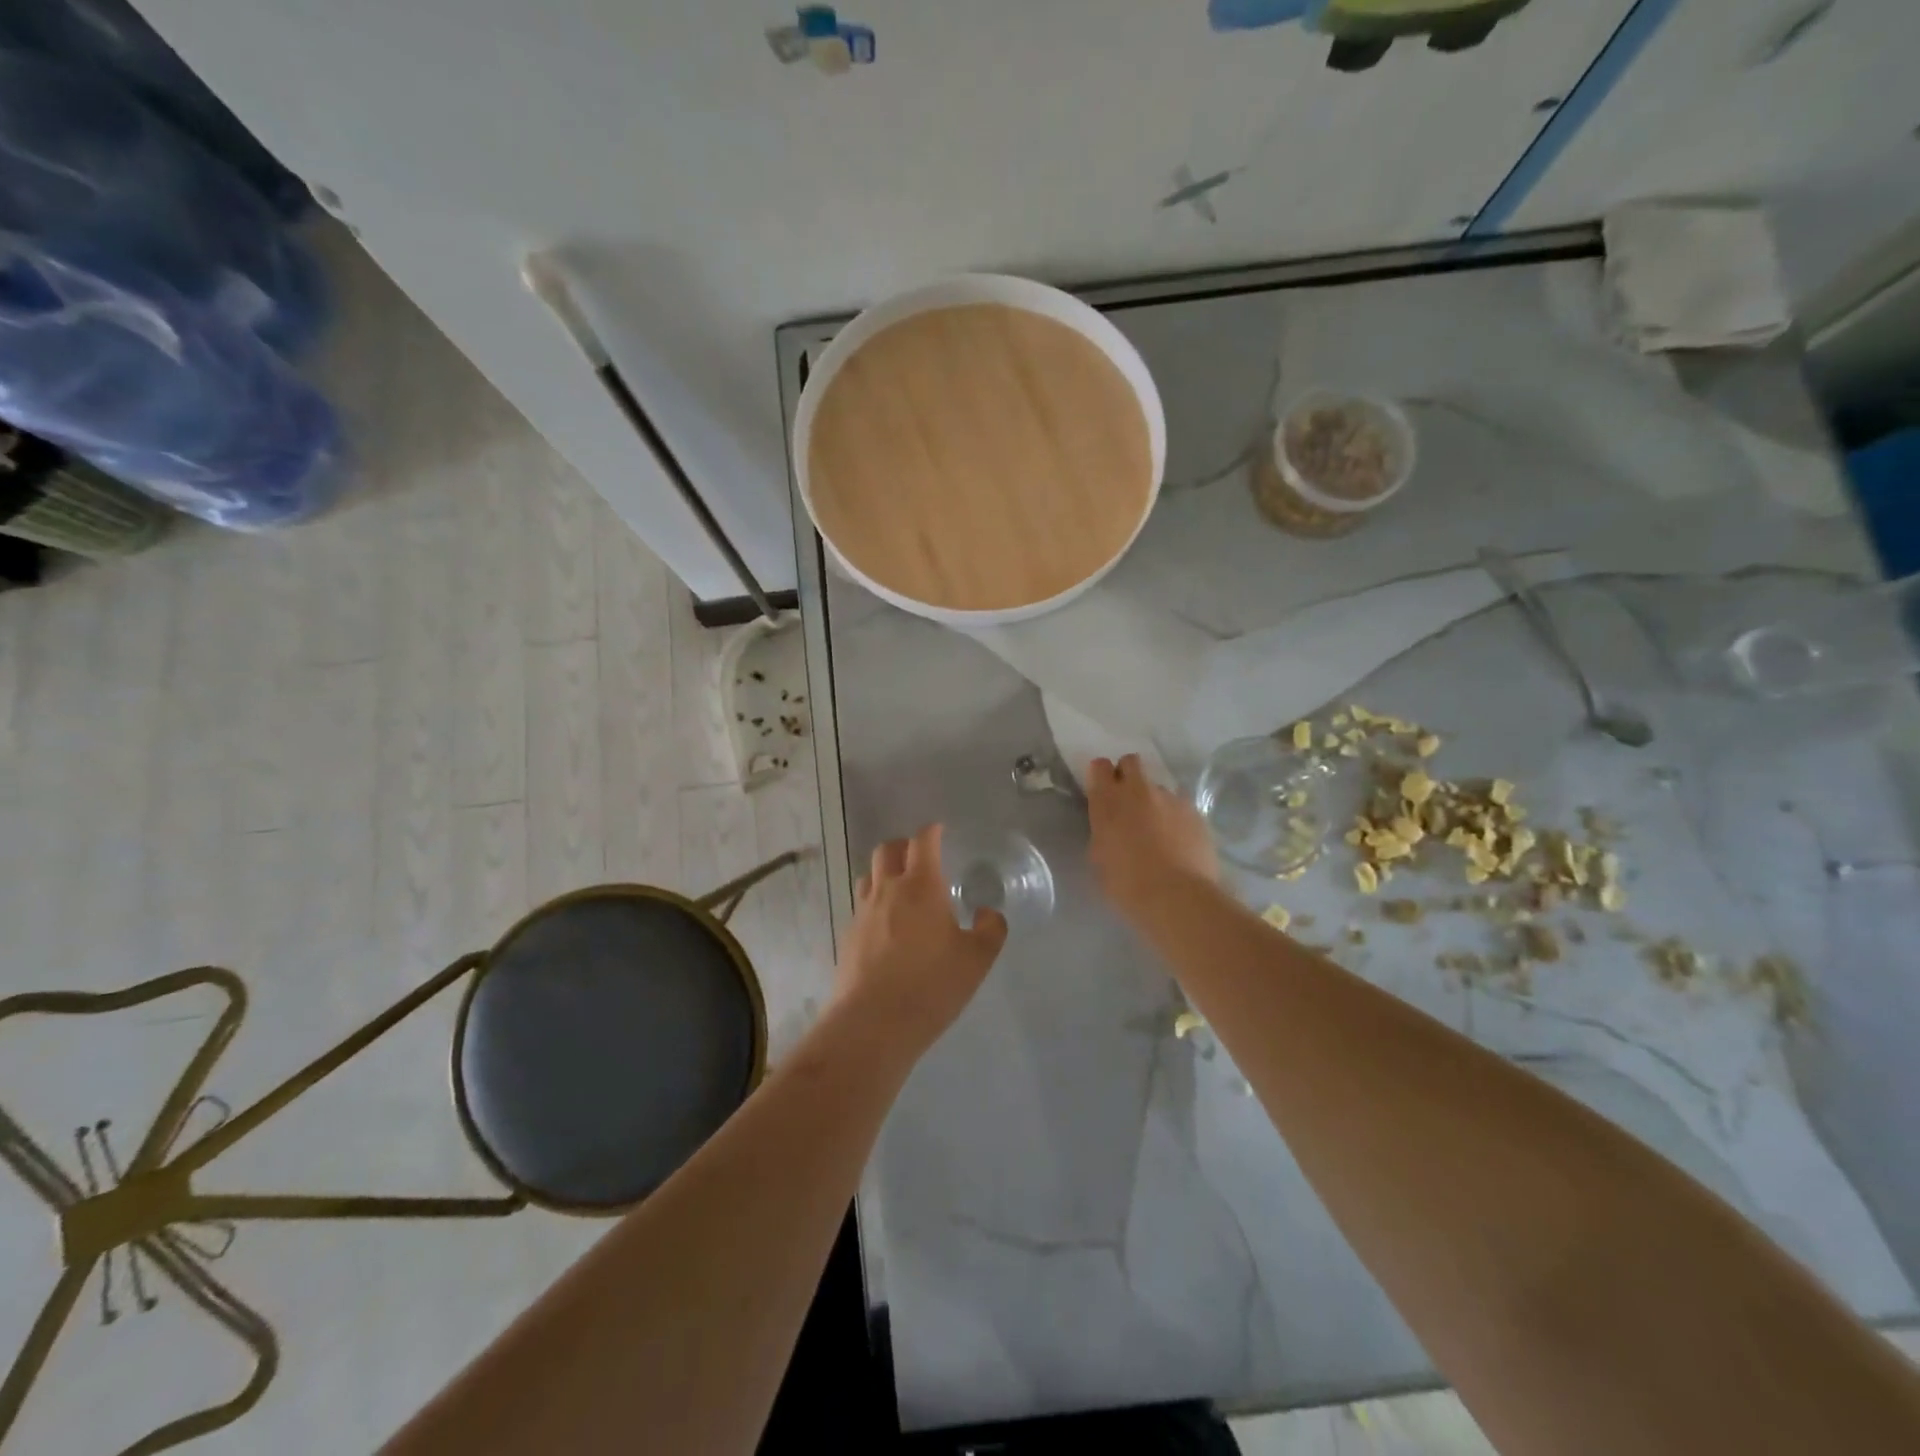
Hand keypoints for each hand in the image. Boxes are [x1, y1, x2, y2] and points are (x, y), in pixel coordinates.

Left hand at [835, 824, 1006, 1054]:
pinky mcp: (848, 937)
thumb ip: (990, 929)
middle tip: (921, 858)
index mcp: (920, 886)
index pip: (923, 842)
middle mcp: (887, 890)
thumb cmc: (931, 985)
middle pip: (888, 850)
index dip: (932, 832)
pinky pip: (862, 906)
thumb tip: (988, 912)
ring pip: (870, 877)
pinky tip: (888, 927)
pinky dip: (876, 904)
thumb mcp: (977, 959)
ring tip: (903, 891)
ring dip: (886, 874)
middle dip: (905, 846)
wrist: (872, 1023)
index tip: (940, 831)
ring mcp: (863, 913)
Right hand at [1086, 754, 1217, 923]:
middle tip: (1128, 802)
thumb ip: (1103, 830)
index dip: (1101, 775)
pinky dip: (1177, 817)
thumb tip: (1111, 825)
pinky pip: (1181, 806)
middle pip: (1132, 762)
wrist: (1176, 897)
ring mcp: (1171, 798)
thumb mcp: (1099, 857)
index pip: (1100, 766)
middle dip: (1128, 775)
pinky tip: (1179, 841)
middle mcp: (1139, 790)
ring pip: (1159, 787)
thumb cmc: (1126, 883)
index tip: (1102, 790)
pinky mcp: (1196, 812)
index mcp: (1108, 800)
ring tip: (1159, 830)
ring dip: (1154, 801)